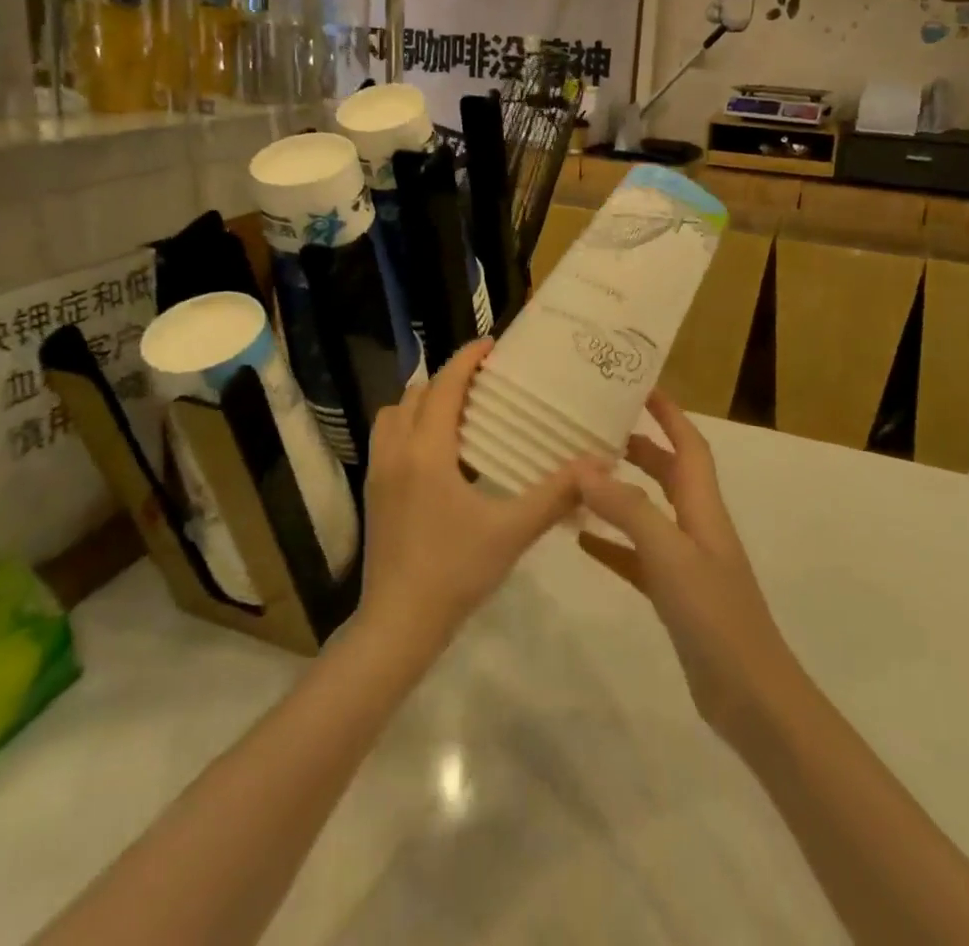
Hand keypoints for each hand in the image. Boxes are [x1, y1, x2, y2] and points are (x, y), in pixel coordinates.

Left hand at [357, 339, 579, 657]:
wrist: (398, 624)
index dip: (466, 360)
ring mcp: (378, 472)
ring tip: (459, 412)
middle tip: (483, 382)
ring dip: (423, 402)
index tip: (491, 345)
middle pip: (416, 394)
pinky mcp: (373, 492)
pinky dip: (410, 426)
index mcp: (426, 451)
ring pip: (394, 414)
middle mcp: (396, 451)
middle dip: (447, 379)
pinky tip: (439, 454)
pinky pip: (387, 438)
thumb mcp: (512, 532)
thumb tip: (595, 465)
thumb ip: (554, 495)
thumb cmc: (455, 572)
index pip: (444, 387)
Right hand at [577, 392, 800, 749]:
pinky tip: (581, 538)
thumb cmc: (715, 615)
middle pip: (668, 472)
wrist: (751, 697)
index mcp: (702, 506)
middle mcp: (696, 526)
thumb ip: (627, 508)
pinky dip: (612, 542)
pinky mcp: (674, 594)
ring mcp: (685, 562)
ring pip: (649, 511)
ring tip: (581, 475)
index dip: (669, 412)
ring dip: (620, 491)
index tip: (640, 386)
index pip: (688, 444)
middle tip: (596, 428)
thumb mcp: (668, 554)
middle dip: (639, 445)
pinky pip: (637, 556)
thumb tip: (584, 465)